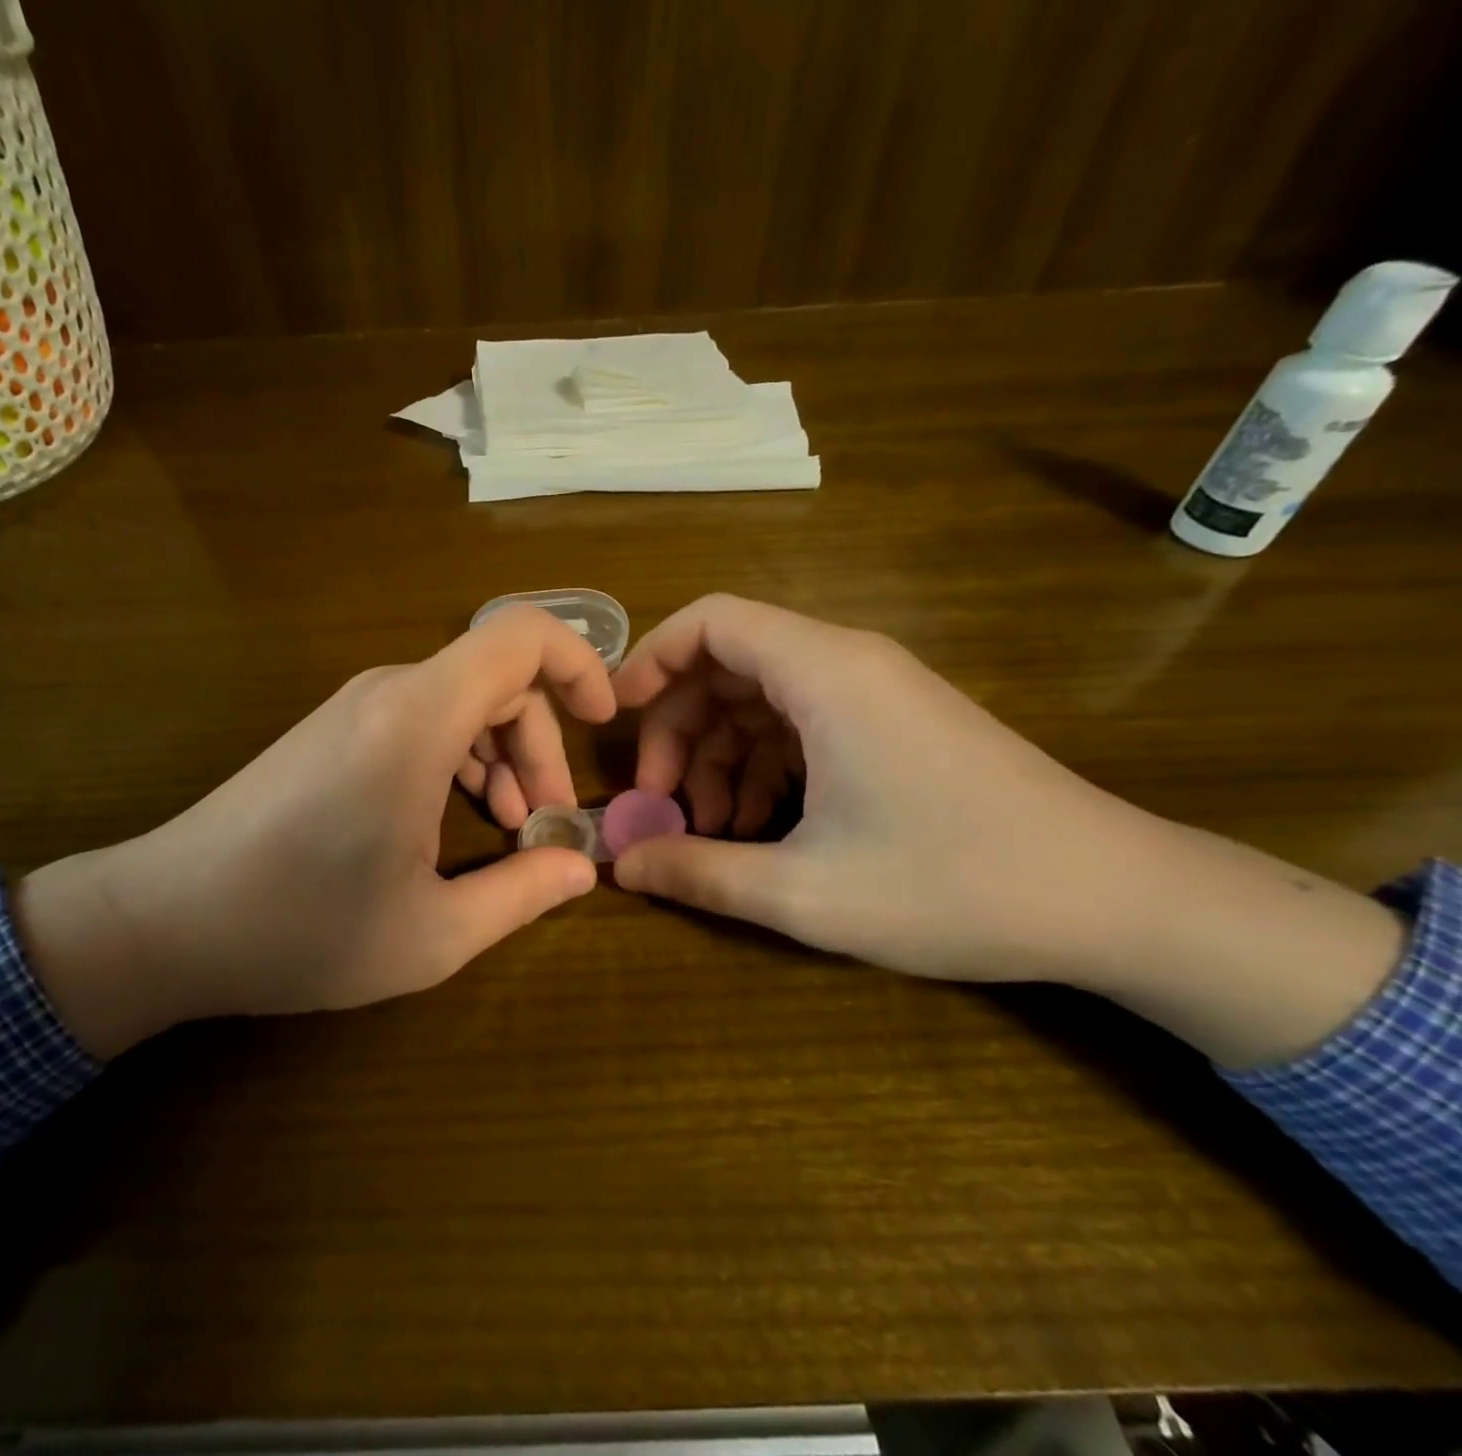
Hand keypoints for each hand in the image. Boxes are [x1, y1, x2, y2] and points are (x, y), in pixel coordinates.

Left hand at [15, 605, 614, 1056]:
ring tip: (505, 827)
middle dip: (540, 745)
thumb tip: (582, 866)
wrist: (164, 921)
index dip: (580, 664)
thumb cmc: (301, 930)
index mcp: (418, 721)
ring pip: (460, 700)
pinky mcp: (332, 730)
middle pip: (497, 679)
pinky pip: (420, 718)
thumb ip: (522, 893)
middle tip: (544, 822)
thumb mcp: (432, 932)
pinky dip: (457, 757)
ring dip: (499, 755)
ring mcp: (353, 707)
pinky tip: (450, 822)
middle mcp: (387, 693)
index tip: (604, 723)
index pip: (521, 637)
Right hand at [611, 594, 1405, 1066]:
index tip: (616, 718)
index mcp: (826, 675)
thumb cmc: (956, 886)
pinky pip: (801, 724)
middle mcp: (848, 665)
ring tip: (708, 832)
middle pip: (727, 664)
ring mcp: (875, 694)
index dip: (651, 659)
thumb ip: (699, 873)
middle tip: (659, 803)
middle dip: (677, 729)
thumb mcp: (806, 892)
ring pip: (761, 699)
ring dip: (718, 757)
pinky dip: (763, 766)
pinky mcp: (893, 725)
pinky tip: (756, 829)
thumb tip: (621, 865)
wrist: (1118, 901)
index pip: (712, 621)